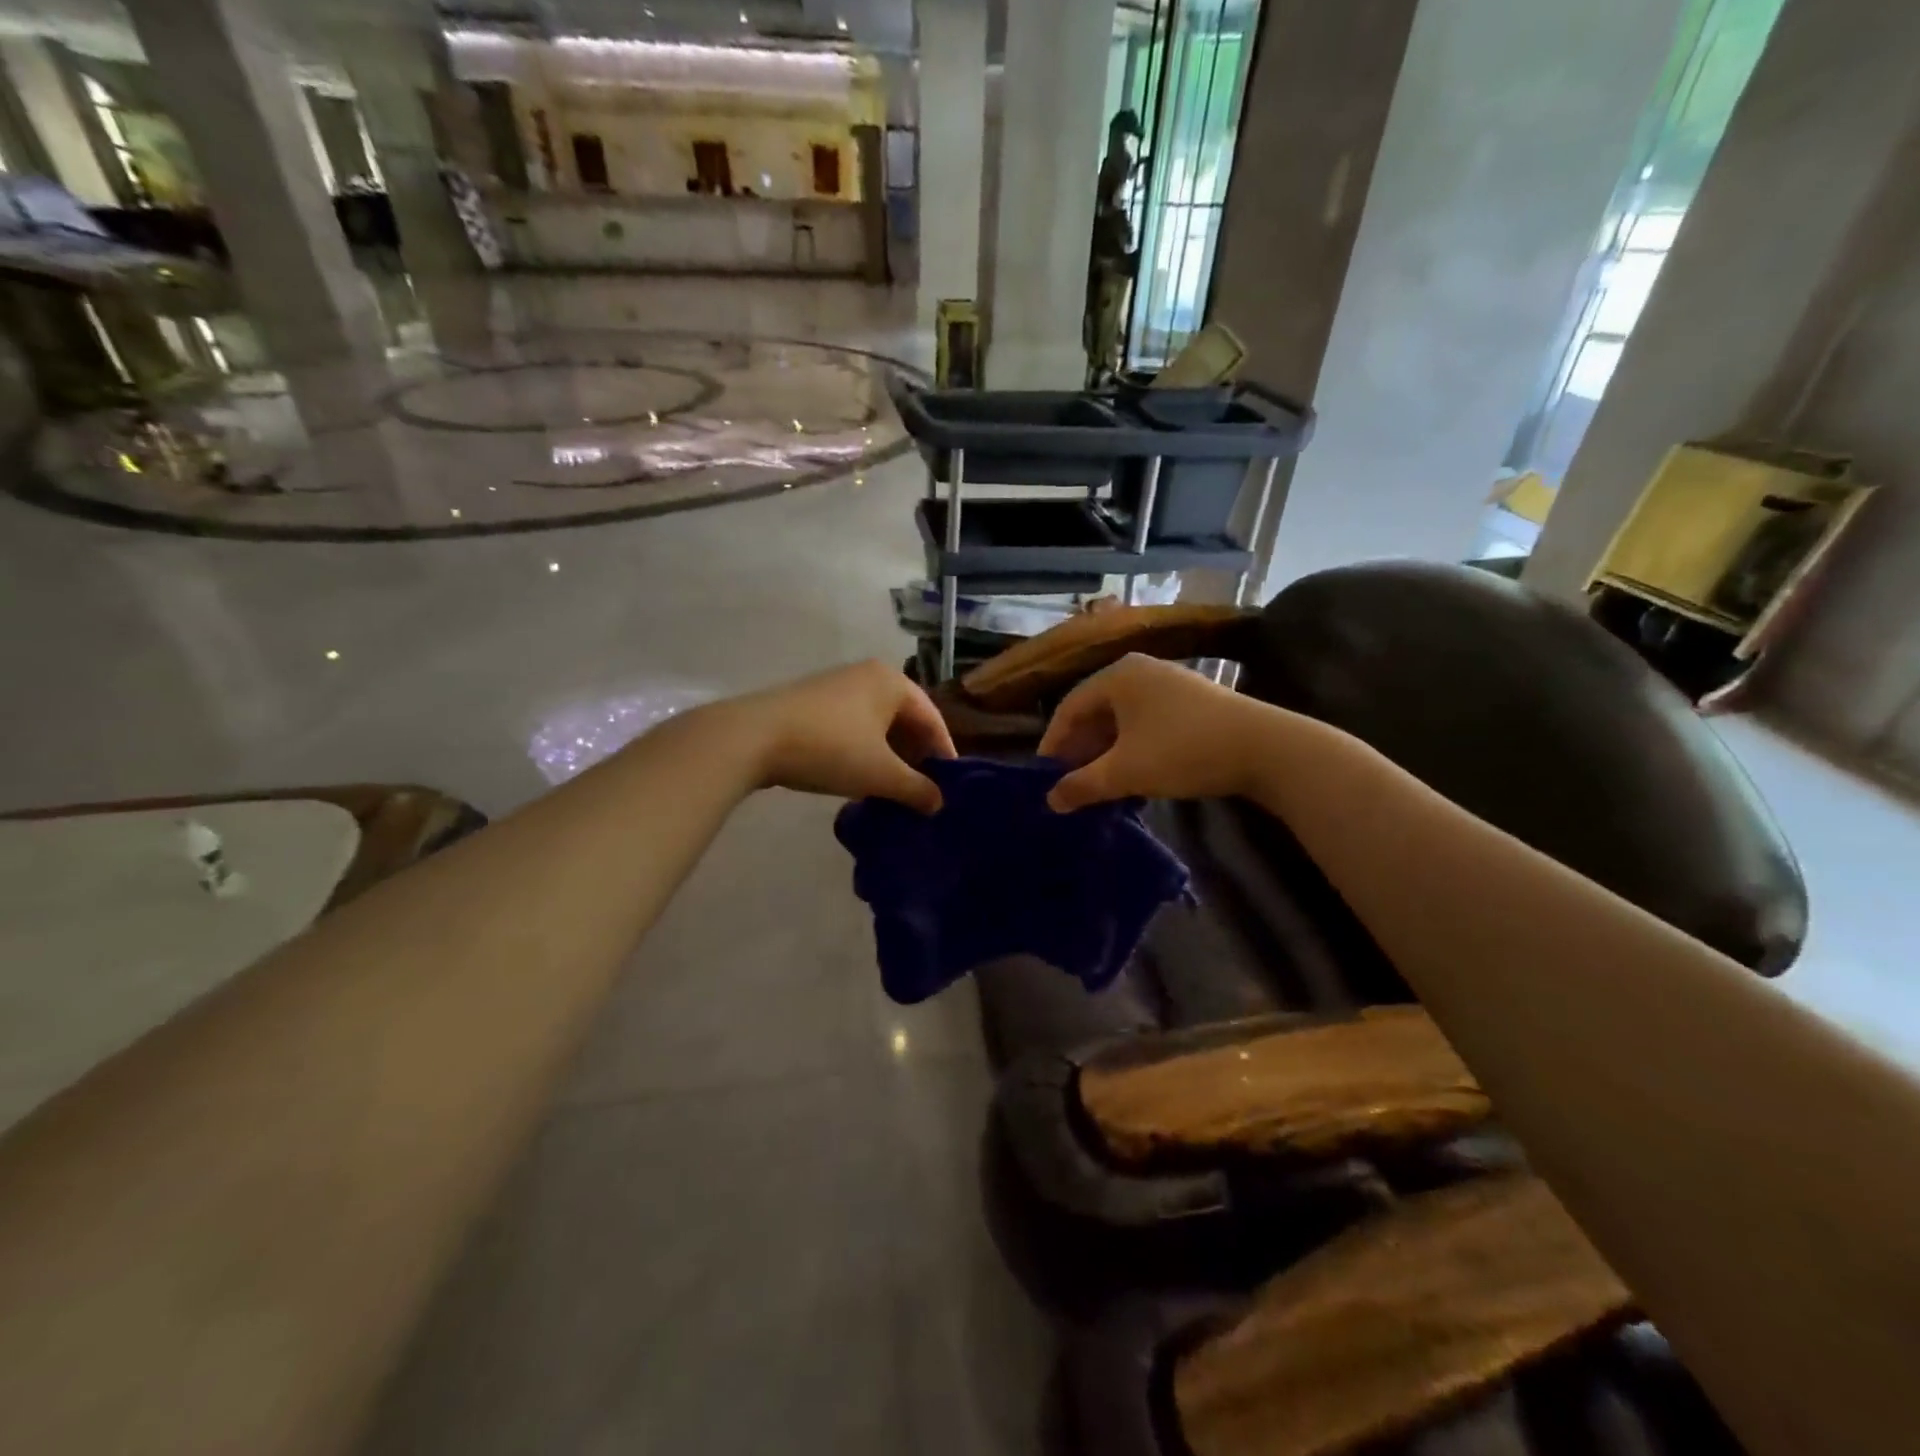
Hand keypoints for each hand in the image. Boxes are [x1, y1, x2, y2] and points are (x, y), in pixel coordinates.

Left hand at [728, 660, 956, 813]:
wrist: (752, 738)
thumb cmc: (830, 748)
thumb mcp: (880, 774)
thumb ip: (916, 789)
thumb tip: (938, 803)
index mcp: (892, 682)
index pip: (932, 718)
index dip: (943, 753)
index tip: (949, 786)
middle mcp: (867, 675)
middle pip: (904, 719)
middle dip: (914, 755)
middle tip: (922, 790)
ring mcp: (836, 686)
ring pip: (876, 725)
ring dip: (888, 756)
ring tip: (892, 789)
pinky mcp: (811, 703)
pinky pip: (852, 727)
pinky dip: (863, 751)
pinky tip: (858, 778)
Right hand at [1038, 654, 1267, 811]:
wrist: (1265, 748)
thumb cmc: (1183, 751)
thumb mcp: (1125, 772)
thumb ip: (1082, 785)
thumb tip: (1050, 802)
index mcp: (1117, 676)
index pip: (1069, 707)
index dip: (1053, 743)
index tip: (1044, 775)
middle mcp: (1139, 670)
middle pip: (1095, 710)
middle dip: (1080, 748)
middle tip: (1070, 781)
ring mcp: (1168, 683)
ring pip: (1121, 718)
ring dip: (1105, 751)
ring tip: (1098, 783)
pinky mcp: (1191, 701)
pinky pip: (1145, 721)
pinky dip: (1131, 746)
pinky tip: (1133, 774)